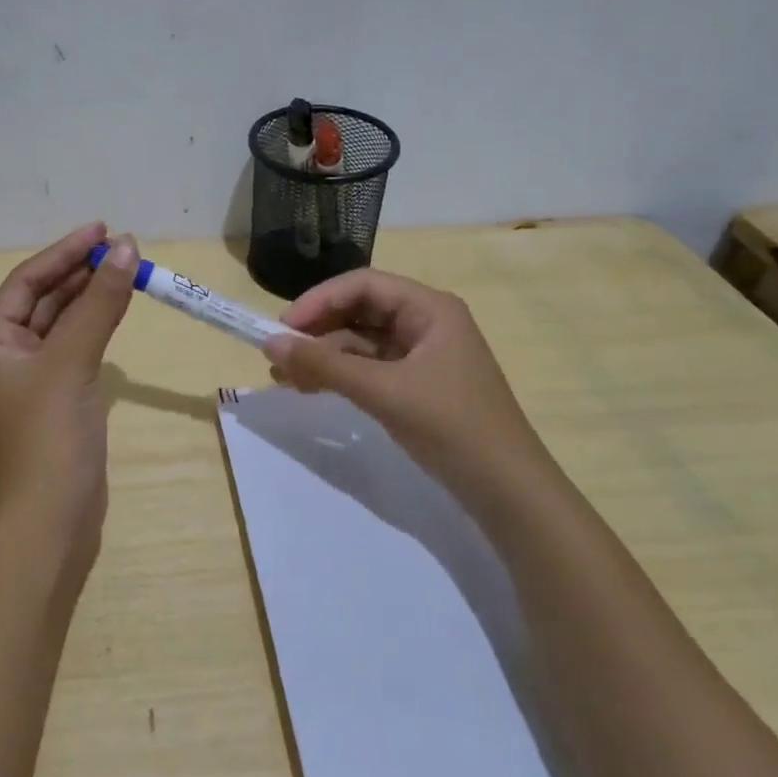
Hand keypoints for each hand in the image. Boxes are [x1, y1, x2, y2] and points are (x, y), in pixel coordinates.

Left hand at [0, 223, 138, 543]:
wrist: (57, 512)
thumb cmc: (51, 431)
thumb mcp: (73, 359)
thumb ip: (99, 302)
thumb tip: (125, 248)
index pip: (26, 281)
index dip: (63, 252)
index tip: (101, 229)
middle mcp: (6, 352)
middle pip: (44, 297)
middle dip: (80, 271)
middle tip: (122, 247)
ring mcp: (33, 375)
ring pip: (63, 320)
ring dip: (91, 294)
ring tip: (126, 267)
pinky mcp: (59, 393)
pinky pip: (77, 344)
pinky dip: (97, 323)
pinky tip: (119, 305)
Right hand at [262, 269, 555, 498]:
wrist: (507, 491)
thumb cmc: (451, 425)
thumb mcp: (383, 391)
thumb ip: (324, 365)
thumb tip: (270, 344)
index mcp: (429, 308)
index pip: (362, 285)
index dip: (319, 300)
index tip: (283, 327)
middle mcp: (426, 322)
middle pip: (359, 310)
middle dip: (317, 330)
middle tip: (278, 354)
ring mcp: (422, 355)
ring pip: (360, 342)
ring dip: (323, 356)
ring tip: (284, 378)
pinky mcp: (416, 385)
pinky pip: (369, 368)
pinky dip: (340, 375)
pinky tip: (311, 388)